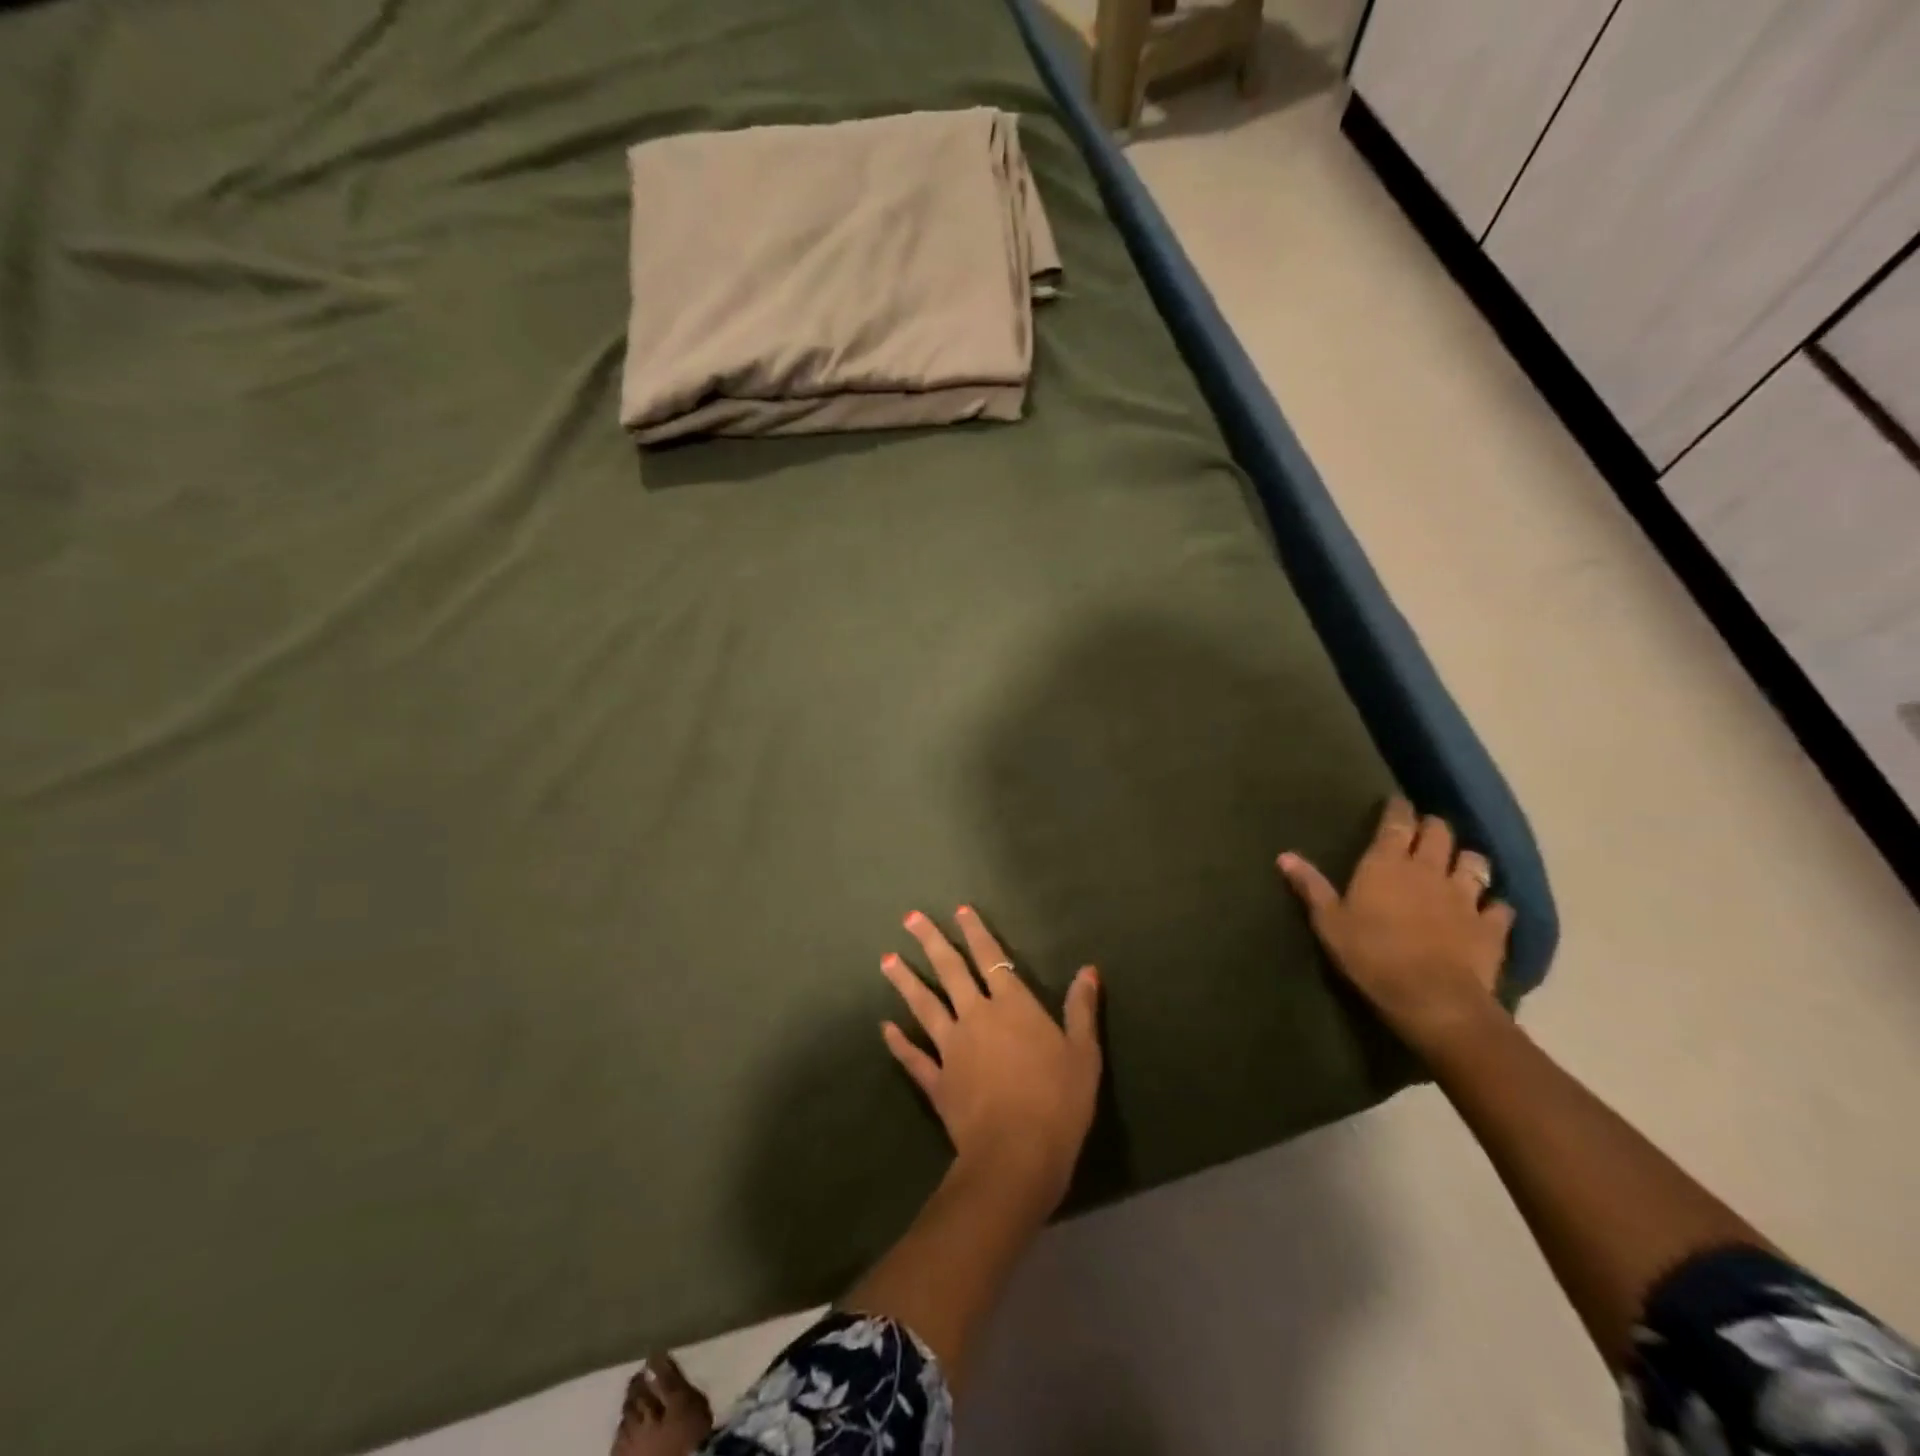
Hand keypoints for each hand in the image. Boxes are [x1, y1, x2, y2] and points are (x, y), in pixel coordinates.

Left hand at [882, 906, 1101, 1213]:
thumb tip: (1088, 969)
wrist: (1017, 1155)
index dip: (976, 933)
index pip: (992, 959)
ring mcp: (951, 1049)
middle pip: (950, 972)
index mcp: (1012, 1006)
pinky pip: (913, 1057)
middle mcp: (976, 1017)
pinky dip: (898, 1043)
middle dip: (931, 942)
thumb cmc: (1058, 1101)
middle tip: (909, 918)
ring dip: (905, 981)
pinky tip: (884, 1027)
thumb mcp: (1084, 1053)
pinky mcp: (937, 1082)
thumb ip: (1081, 1009)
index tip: (960, 910)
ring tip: (886, 959)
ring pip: (924, 1006)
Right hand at [1278, 797, 1513, 1054]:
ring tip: (1459, 864)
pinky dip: (1494, 905)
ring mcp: (1465, 897)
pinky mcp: (1491, 926)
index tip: (1396, 801)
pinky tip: (1489, 910)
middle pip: (1439, 833)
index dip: (1398, 809)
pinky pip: (1500, 907)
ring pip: (1475, 862)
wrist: (1431, 998)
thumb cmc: (1370, 954)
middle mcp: (1429, 870)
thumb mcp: (1329, 922)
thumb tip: (1284, 855)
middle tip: (1425, 830)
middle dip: (1433, 827)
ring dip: (1466, 859)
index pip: (1396, 823)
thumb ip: (1310, 886)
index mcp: (1387, 864)